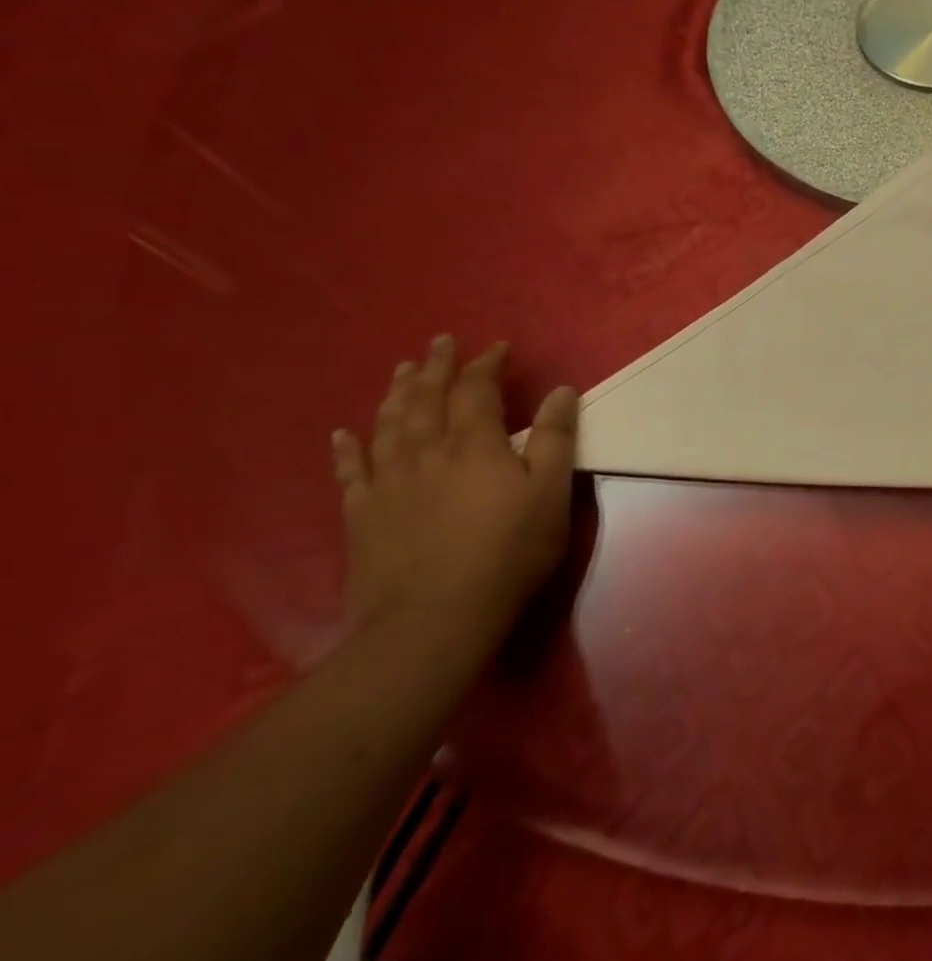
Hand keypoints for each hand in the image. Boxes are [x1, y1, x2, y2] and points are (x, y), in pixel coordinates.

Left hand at [332, 336, 577, 640]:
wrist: (435, 618)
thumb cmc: (508, 552)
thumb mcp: (551, 493)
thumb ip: (555, 438)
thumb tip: (560, 390)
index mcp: (474, 444)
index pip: (476, 389)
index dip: (485, 364)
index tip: (497, 347)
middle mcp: (426, 451)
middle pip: (426, 398)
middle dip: (435, 367)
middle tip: (439, 342)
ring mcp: (388, 482)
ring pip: (388, 425)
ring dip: (395, 393)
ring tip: (400, 371)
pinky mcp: (362, 514)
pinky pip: (350, 471)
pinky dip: (347, 448)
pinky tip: (343, 433)